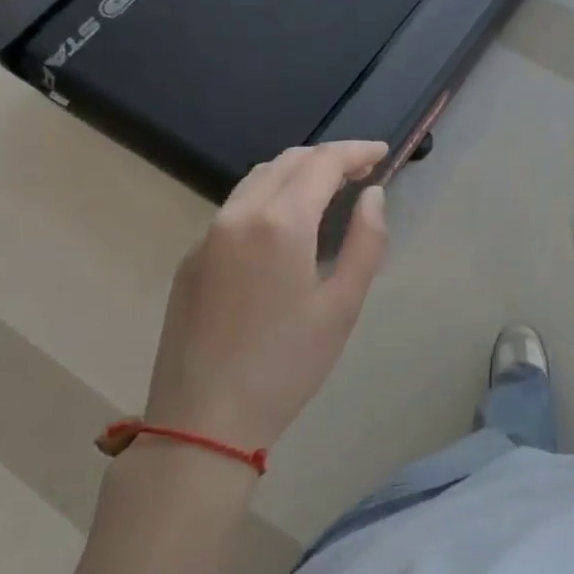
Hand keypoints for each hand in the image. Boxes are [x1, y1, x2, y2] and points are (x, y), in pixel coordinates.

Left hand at [144, 142, 389, 451]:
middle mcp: (238, 215)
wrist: (202, 422)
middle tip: (361, 170)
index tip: (382, 152)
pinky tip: (285, 225)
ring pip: (257, 179)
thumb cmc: (286, 366)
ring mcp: (208, 235)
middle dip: (327, 157)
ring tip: (328, 189)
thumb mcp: (343, 306)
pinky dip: (269, 196)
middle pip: (287, 161)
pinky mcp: (191, 259)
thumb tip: (372, 196)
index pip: (322, 162)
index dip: (356, 151)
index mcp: (280, 223)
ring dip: (296, 171)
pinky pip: (236, 207)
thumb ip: (365, 242)